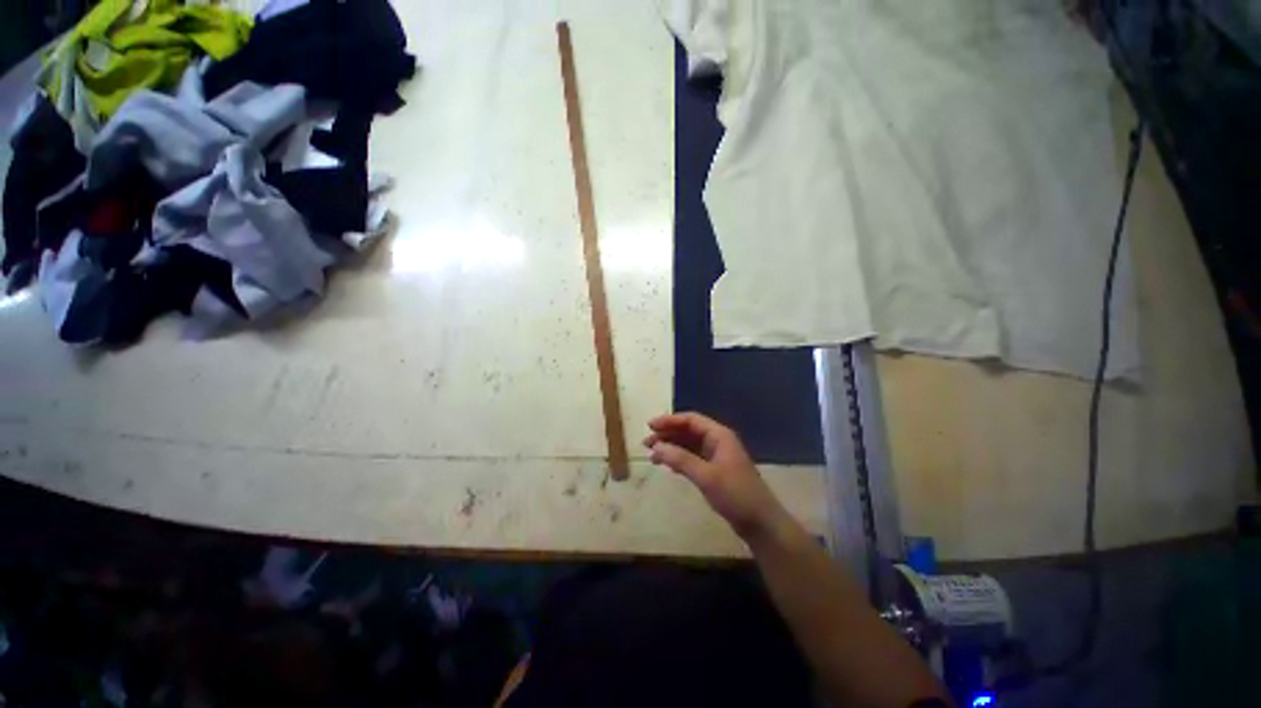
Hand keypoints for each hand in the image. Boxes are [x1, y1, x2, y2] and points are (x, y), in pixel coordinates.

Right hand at [644, 412, 789, 540]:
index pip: (691, 420)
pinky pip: (693, 458)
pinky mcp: (715, 470)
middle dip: (668, 435)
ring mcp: (717, 456)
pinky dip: (679, 459)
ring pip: (689, 445)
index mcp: (719, 435)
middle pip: (688, 431)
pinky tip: (667, 465)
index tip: (650, 426)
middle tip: (646, 443)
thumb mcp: (706, 476)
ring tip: (652, 455)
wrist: (760, 523)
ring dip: (671, 447)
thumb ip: (680, 459)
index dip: (669, 421)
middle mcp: (718, 441)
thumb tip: (656, 447)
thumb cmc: (735, 494)